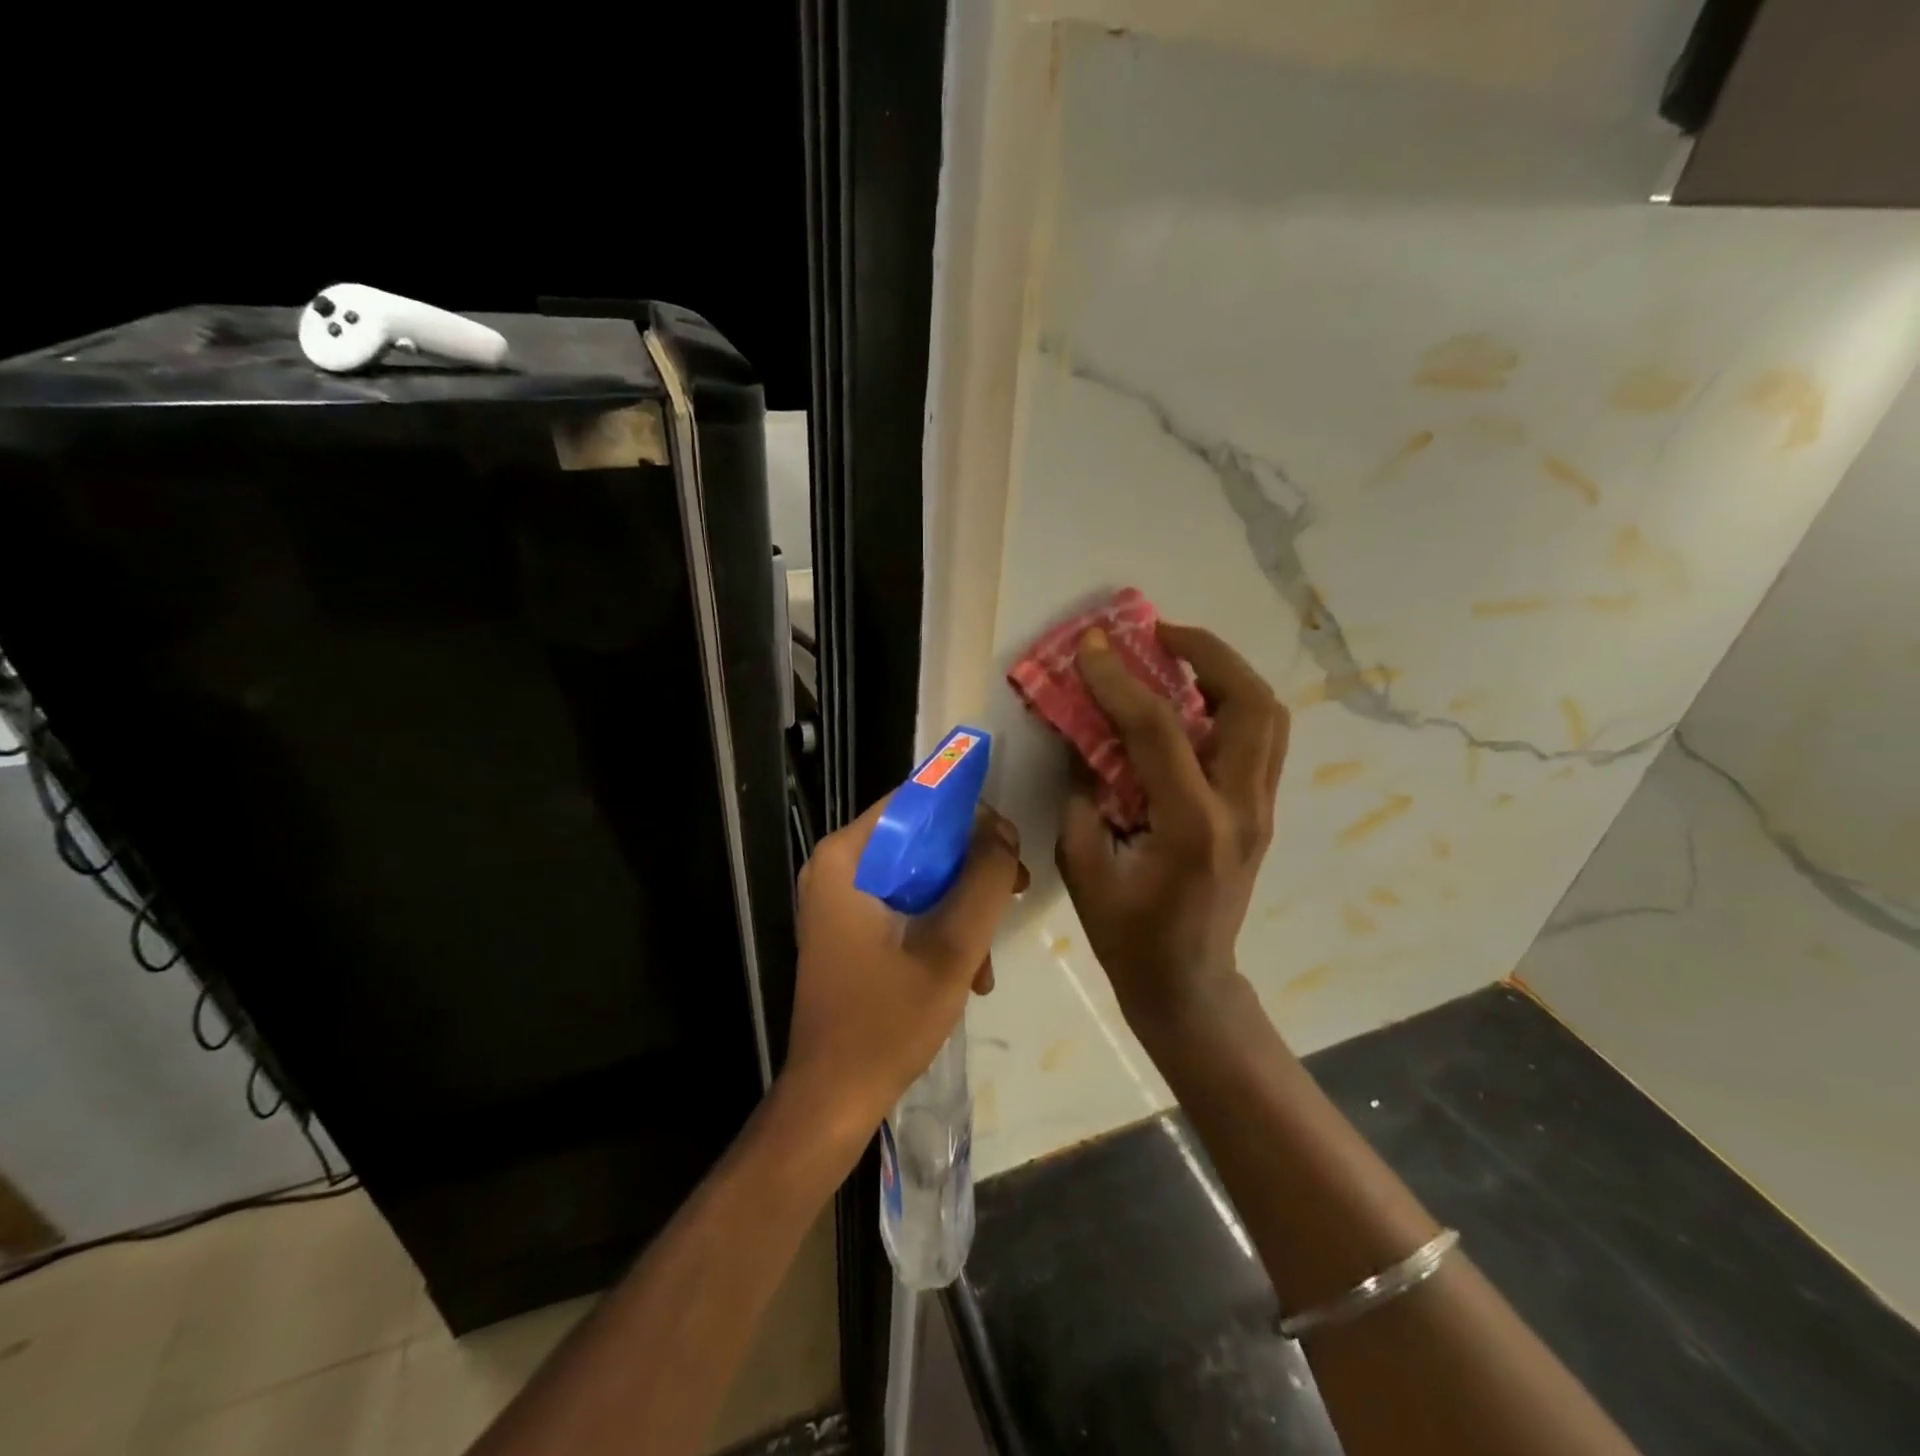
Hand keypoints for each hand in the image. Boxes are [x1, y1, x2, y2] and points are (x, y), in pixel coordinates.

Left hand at [782, 798, 1028, 1141]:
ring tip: (990, 955)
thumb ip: (983, 881)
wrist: (833, 1099)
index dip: (966, 813)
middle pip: (917, 839)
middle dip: (971, 866)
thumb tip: (1002, 831)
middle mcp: (837, 868)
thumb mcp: (951, 948)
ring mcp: (839, 900)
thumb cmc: (886, 1021)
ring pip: (916, 875)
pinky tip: (969, 972)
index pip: (913, 802)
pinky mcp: (848, 929)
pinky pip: (903, 905)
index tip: (1008, 840)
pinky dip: (938, 927)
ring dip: (960, 905)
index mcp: (846, 858)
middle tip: (1016, 887)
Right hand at [1056, 623, 1288, 1034]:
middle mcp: (1240, 809)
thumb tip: (1079, 734)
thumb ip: (1082, 793)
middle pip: (1250, 705)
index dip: (1120, 680)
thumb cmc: (1129, 937)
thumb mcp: (1083, 867)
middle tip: (1157, 633)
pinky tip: (1188, 700)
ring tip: (1177, 654)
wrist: (1189, 984)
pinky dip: (1228, 703)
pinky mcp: (1261, 812)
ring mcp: (1261, 810)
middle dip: (1206, 653)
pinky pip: (1258, 739)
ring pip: (1267, 716)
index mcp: (1191, 828)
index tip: (1091, 645)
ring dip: (1225, 672)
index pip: (1157, 731)